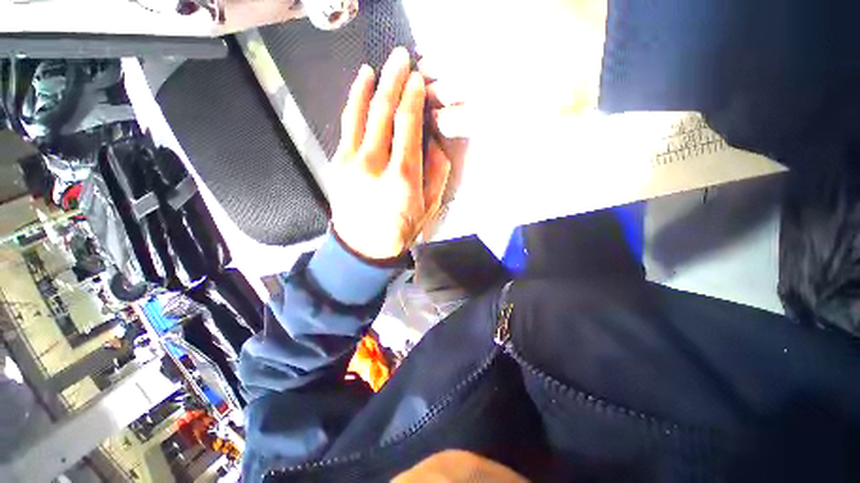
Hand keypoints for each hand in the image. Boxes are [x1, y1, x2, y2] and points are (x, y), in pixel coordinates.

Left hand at [330, 47, 450, 260]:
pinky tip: (361, 83)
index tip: (417, 76)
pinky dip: (354, 100)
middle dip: (393, 79)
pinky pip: (347, 123)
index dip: (412, 95)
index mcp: (402, 175)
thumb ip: (436, 169)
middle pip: (383, 111)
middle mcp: (373, 162)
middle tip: (401, 56)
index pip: (407, 123)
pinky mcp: (337, 160)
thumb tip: (433, 135)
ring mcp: (350, 160)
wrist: (360, 249)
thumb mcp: (430, 205)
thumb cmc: (400, 228)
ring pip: (360, 112)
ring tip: (379, 63)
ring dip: (370, 84)